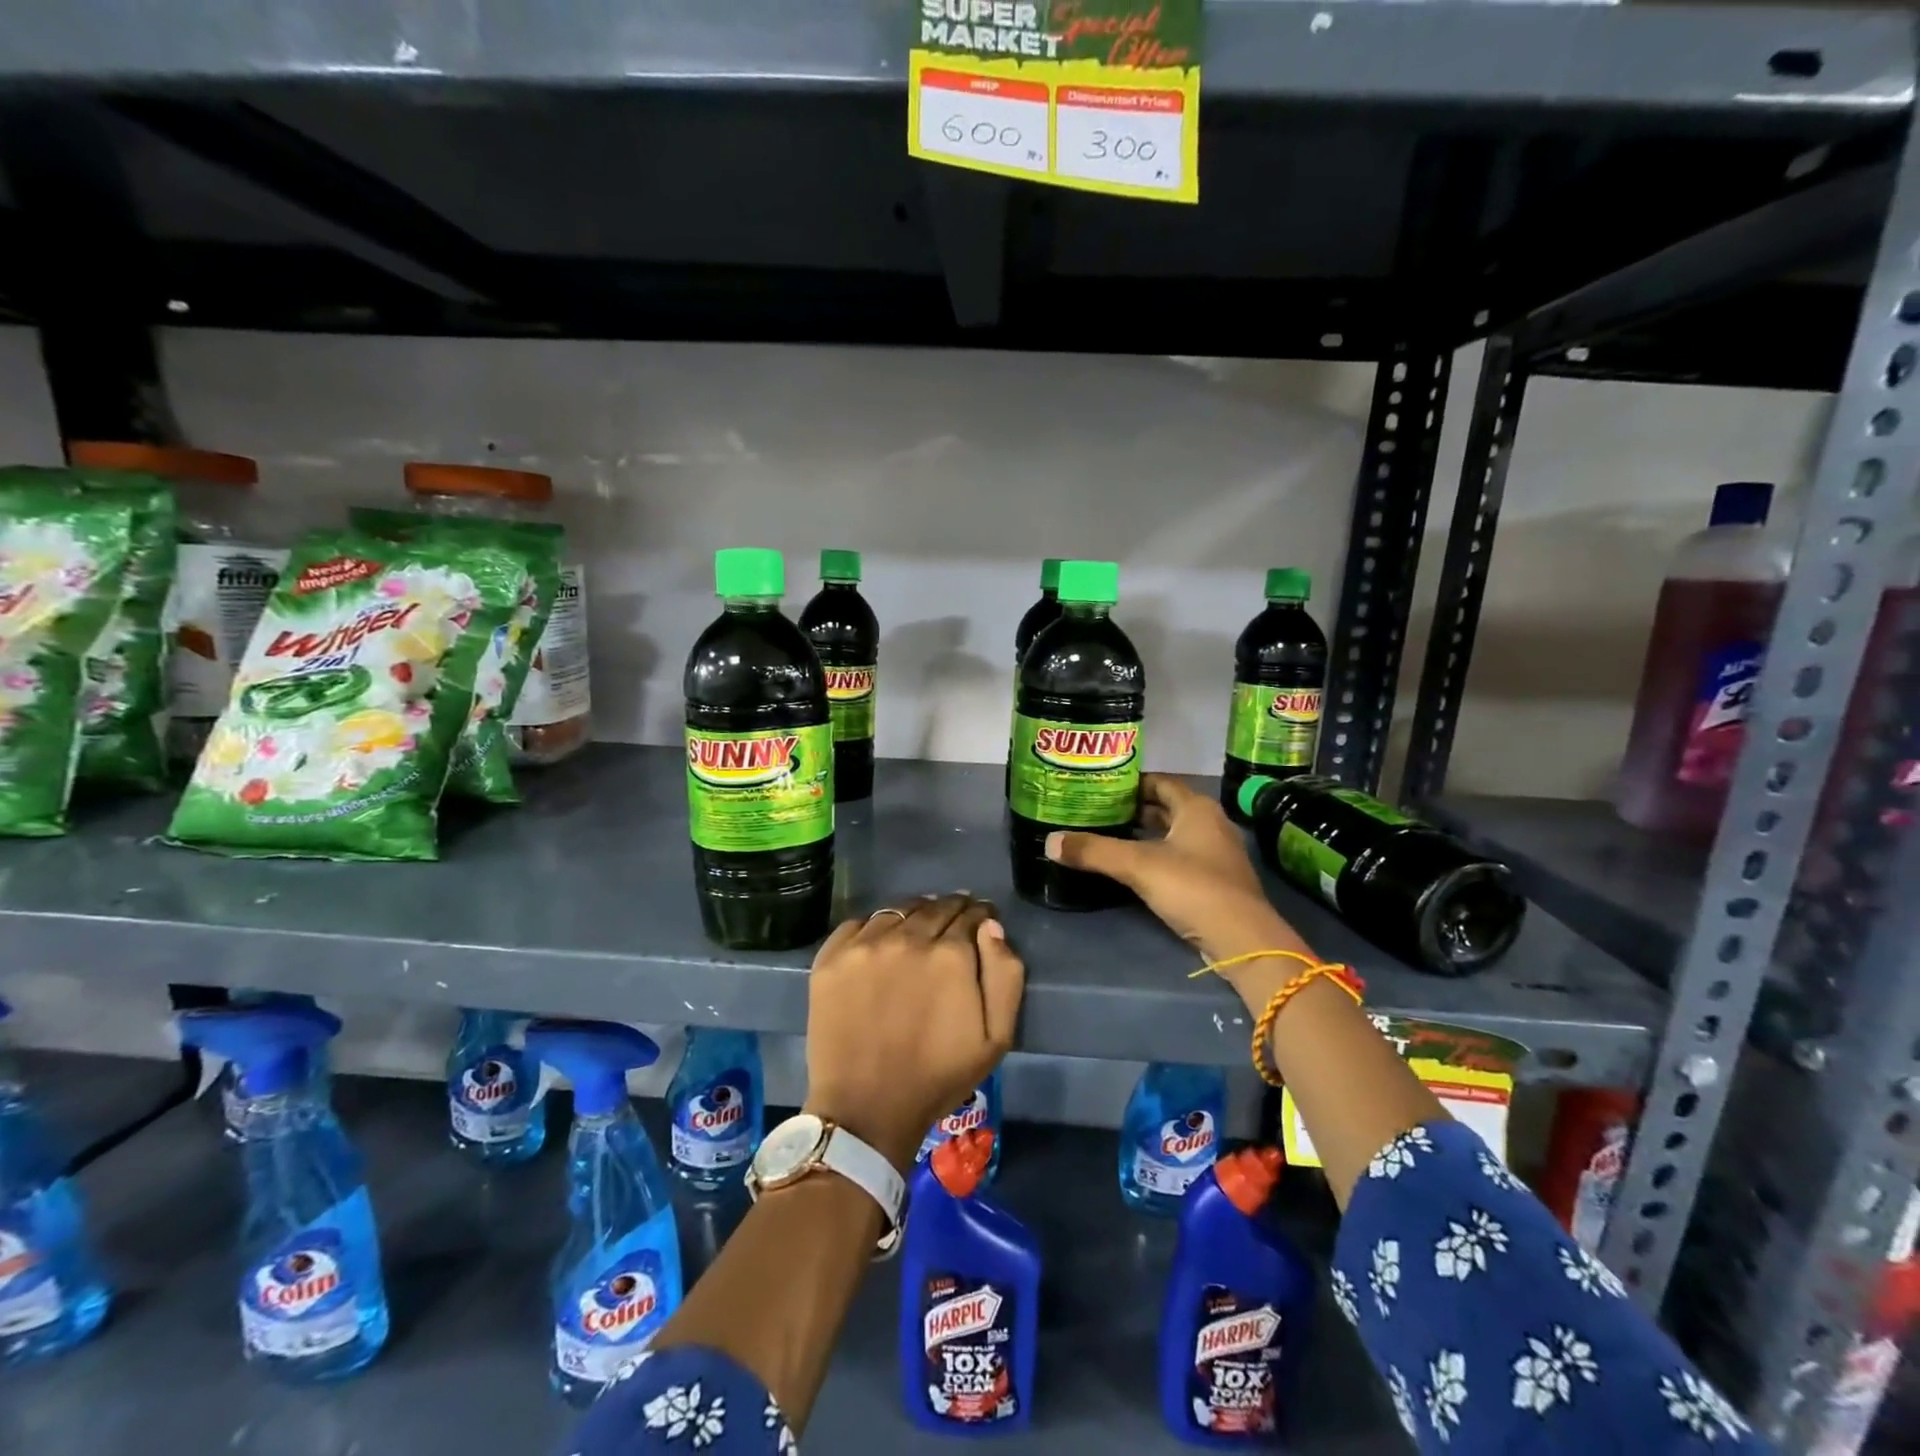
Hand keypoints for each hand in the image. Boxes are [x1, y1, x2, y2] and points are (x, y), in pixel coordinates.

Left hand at [803, 894, 1024, 1172]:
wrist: (866, 1109)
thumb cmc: (938, 1077)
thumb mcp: (996, 1038)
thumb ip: (1005, 975)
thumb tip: (991, 927)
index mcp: (950, 954)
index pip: (970, 914)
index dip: (979, 915)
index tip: (980, 920)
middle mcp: (907, 938)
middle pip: (934, 907)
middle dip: (950, 909)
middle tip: (953, 921)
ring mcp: (864, 945)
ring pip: (897, 910)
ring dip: (914, 914)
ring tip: (917, 928)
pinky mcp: (831, 958)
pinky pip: (858, 924)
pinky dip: (874, 927)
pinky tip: (880, 942)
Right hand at [1044, 774, 1309, 967]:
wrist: (1243, 939)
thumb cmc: (1193, 887)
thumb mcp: (1138, 865)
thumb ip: (1094, 851)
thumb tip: (1049, 842)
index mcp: (1197, 808)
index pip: (1160, 782)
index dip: (1131, 782)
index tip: (1100, 786)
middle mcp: (1210, 824)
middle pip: (1166, 808)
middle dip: (1133, 809)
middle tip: (1097, 811)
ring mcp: (1215, 854)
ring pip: (1172, 834)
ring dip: (1144, 834)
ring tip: (1107, 836)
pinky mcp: (1215, 881)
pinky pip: (1179, 858)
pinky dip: (1156, 856)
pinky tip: (1132, 867)